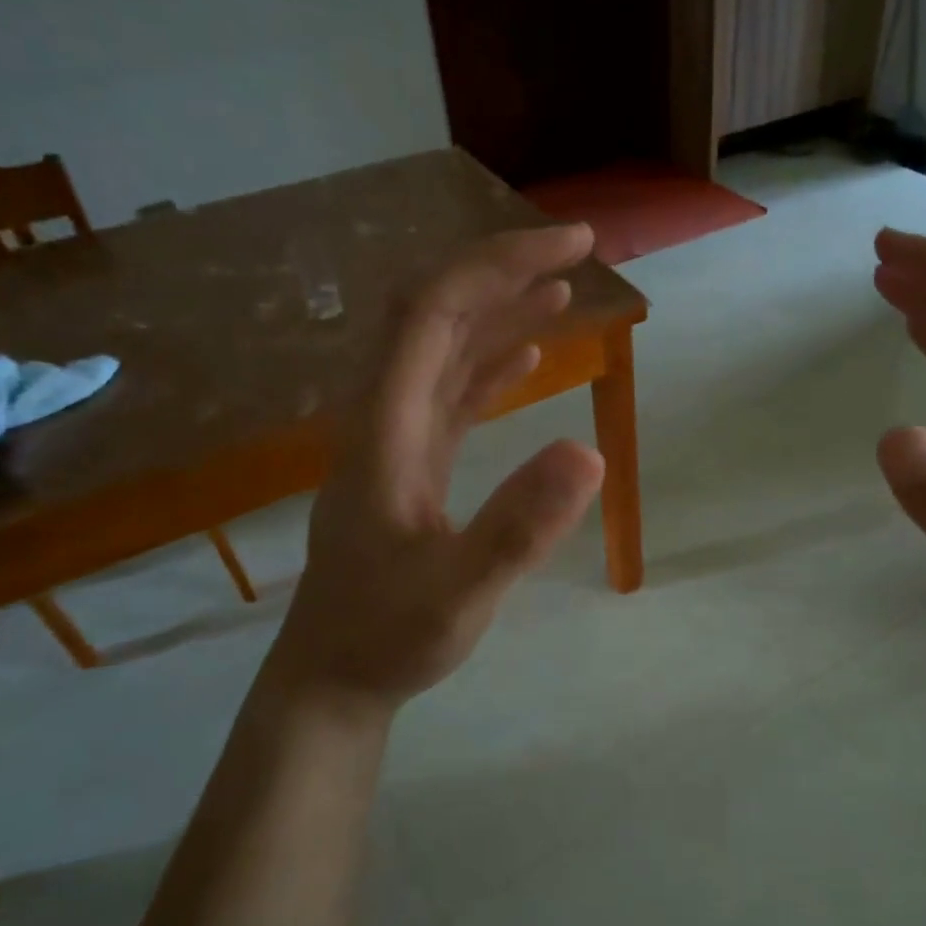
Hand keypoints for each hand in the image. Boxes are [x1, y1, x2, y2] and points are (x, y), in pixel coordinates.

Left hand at [276, 223, 605, 708]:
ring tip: (563, 289)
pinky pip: (449, 393)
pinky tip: (527, 358)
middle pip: (435, 313)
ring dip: (500, 310)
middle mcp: (383, 415)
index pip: (434, 311)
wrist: (332, 678)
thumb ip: (519, 529)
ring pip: (443, 349)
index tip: (572, 247)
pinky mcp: (410, 463)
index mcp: (385, 426)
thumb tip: (592, 454)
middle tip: (579, 251)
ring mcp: (394, 438)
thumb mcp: (459, 594)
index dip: (499, 264)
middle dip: (505, 270)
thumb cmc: (387, 638)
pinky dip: (489, 364)